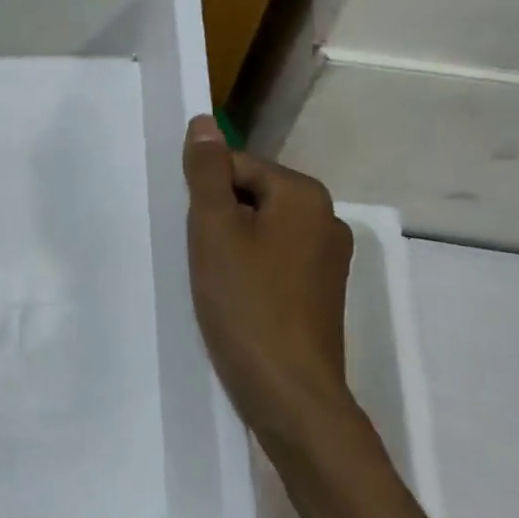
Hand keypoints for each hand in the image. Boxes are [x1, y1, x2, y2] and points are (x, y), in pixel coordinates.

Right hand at [182, 115, 355, 452]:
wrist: (290, 395)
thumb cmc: (247, 304)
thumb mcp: (214, 230)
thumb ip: (208, 172)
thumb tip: (204, 122)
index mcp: (304, 195)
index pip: (237, 166)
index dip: (205, 194)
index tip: (191, 232)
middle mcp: (326, 219)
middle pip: (251, 197)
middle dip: (217, 220)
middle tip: (197, 257)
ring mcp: (328, 260)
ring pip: (260, 232)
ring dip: (230, 248)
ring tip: (211, 281)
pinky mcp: (320, 294)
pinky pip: (275, 263)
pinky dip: (249, 272)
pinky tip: (233, 300)